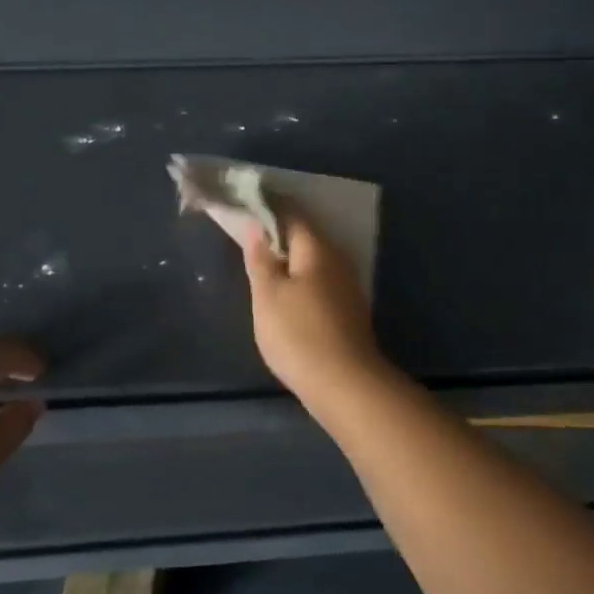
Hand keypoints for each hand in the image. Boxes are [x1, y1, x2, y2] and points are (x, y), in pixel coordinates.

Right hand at [241, 212, 384, 395]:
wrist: (345, 384)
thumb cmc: (298, 334)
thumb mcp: (267, 295)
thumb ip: (260, 259)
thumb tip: (254, 226)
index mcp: (316, 248)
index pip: (291, 214)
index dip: (267, 209)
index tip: (245, 209)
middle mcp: (337, 259)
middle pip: (305, 237)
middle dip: (279, 235)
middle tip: (249, 240)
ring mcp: (347, 286)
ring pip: (314, 262)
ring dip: (291, 261)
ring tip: (264, 267)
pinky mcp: (349, 310)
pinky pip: (321, 283)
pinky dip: (302, 281)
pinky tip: (289, 295)